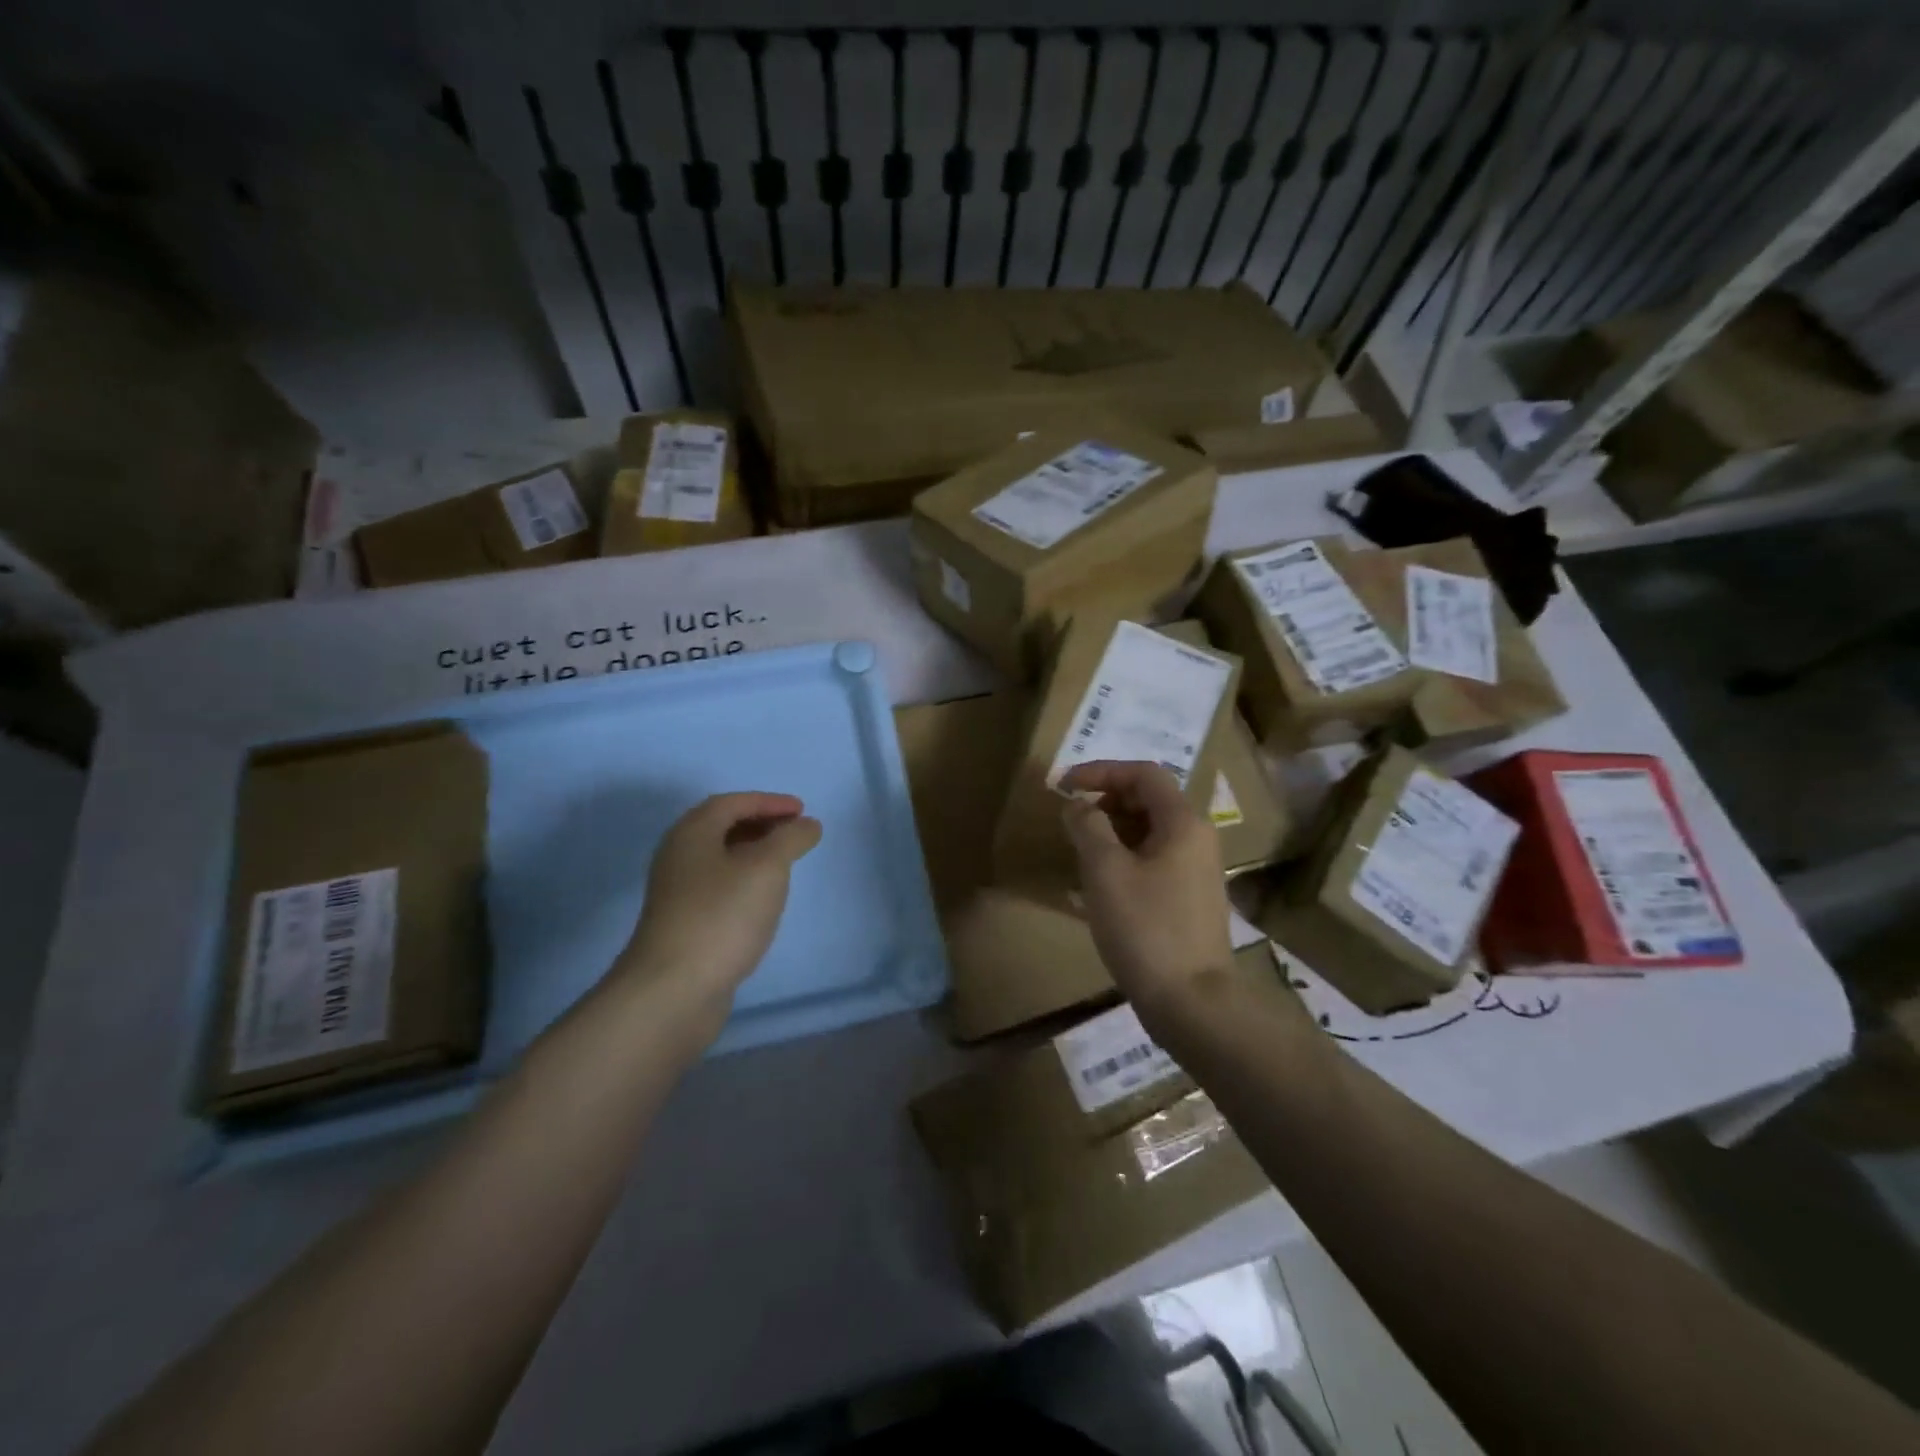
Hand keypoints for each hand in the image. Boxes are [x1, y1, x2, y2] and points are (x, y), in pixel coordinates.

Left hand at [616, 792, 822, 1039]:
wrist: (672, 990)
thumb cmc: (722, 916)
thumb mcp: (767, 868)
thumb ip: (791, 838)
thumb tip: (807, 825)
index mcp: (692, 833)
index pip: (732, 803)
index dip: (769, 801)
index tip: (802, 810)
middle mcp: (678, 857)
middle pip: (721, 827)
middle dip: (761, 824)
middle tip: (795, 832)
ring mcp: (677, 893)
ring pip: (720, 859)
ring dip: (753, 853)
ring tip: (785, 863)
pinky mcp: (682, 924)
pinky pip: (718, 887)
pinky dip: (744, 881)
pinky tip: (763, 900)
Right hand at [1060, 761, 1233, 1018]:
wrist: (1192, 1001)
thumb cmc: (1146, 928)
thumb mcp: (1105, 871)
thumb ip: (1088, 827)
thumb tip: (1078, 805)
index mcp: (1183, 823)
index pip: (1143, 773)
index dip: (1101, 771)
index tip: (1064, 785)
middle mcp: (1197, 838)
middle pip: (1150, 799)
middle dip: (1106, 799)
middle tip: (1071, 817)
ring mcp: (1197, 870)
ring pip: (1151, 831)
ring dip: (1113, 828)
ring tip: (1079, 847)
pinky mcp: (1190, 897)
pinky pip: (1154, 858)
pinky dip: (1124, 855)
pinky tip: (1098, 880)